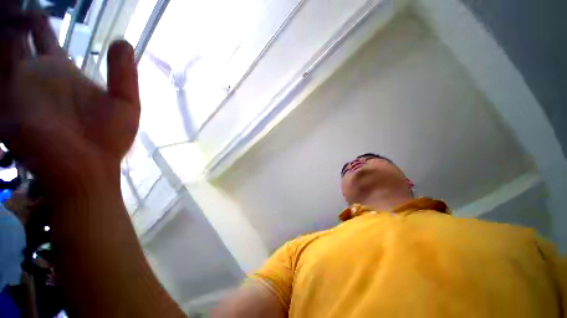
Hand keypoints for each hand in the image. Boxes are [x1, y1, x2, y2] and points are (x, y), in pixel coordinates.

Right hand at [1, 15, 139, 193]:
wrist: (90, 169)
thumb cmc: (108, 138)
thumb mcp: (125, 102)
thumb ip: (124, 73)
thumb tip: (123, 41)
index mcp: (60, 69)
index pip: (42, 34)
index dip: (36, 19)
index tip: (34, 8)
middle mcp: (35, 73)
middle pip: (15, 37)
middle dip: (10, 19)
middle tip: (10, 4)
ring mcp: (17, 88)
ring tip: (1, 11)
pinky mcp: (3, 108)